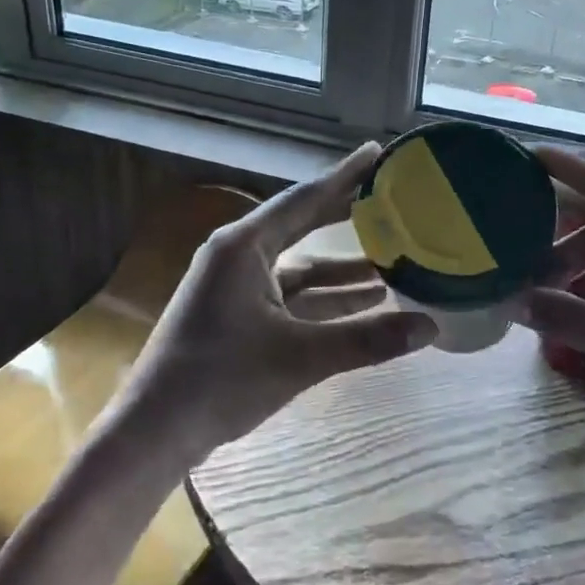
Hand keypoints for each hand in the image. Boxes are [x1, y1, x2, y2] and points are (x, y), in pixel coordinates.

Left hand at [123, 144, 438, 467]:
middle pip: (303, 225)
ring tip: (392, 265)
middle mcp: (238, 255)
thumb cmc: (220, 380)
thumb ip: (367, 339)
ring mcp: (235, 286)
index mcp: (244, 246)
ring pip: (300, 267)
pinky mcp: (237, 315)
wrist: (154, 431)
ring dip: (342, 270)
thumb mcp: (301, 357)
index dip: (345, 176)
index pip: (305, 199)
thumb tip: (430, 326)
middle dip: (347, 217)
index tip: (377, 153)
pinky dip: (324, 299)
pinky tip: (362, 305)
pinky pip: (290, 296)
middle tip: (391, 202)